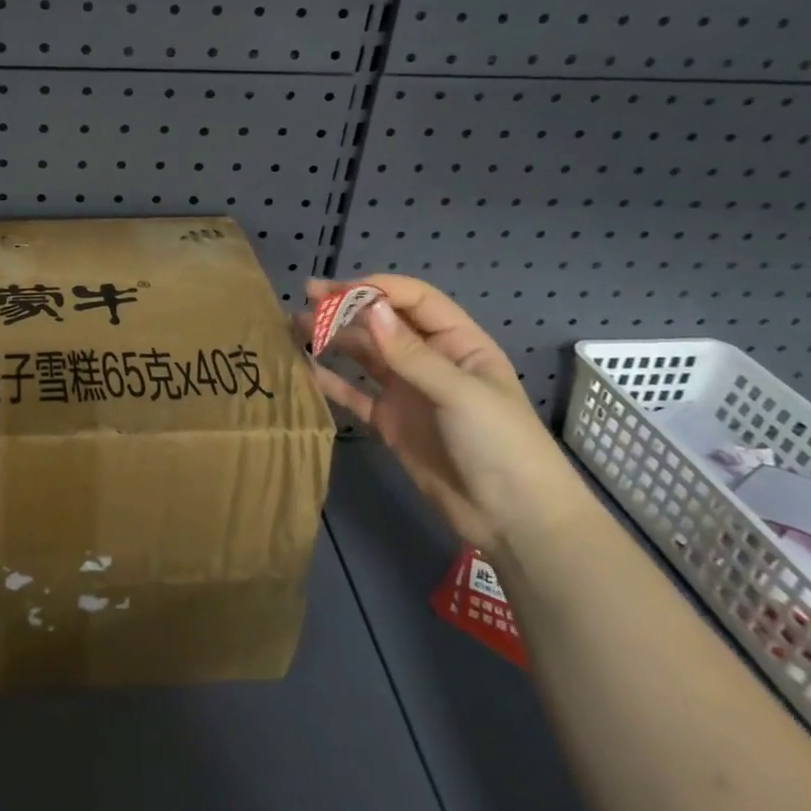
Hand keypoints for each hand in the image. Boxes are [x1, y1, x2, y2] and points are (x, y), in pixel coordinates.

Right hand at [303, 275, 589, 557]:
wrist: (514, 521)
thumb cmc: (501, 445)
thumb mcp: (460, 393)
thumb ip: (410, 353)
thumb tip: (368, 308)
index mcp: (458, 343)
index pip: (413, 301)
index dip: (376, 290)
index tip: (336, 291)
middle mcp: (430, 360)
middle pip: (383, 323)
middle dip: (346, 309)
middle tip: (306, 299)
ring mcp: (408, 392)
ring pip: (364, 355)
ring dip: (333, 339)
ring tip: (295, 328)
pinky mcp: (390, 422)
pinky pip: (355, 394)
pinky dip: (331, 380)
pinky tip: (305, 369)